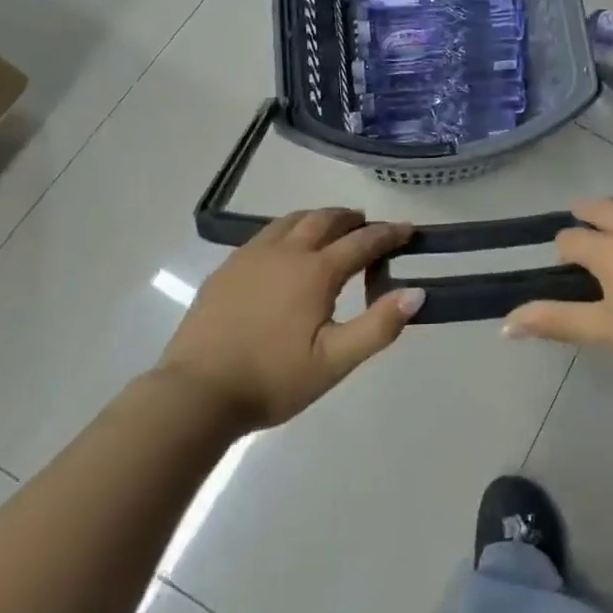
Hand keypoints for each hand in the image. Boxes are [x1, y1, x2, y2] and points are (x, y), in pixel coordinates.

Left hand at [156, 210, 418, 430]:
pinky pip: (266, 234)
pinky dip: (289, 230)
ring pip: (292, 220)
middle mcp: (286, 251)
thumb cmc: (272, 380)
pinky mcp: (227, 268)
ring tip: (331, 229)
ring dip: (319, 218)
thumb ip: (378, 326)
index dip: (390, 234)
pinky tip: (285, 250)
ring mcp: (252, 256)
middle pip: (325, 219)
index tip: (409, 230)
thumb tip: (417, 292)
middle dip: (352, 219)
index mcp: (316, 271)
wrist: (195, 394)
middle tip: (368, 226)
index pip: (363, 241)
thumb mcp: (334, 361)